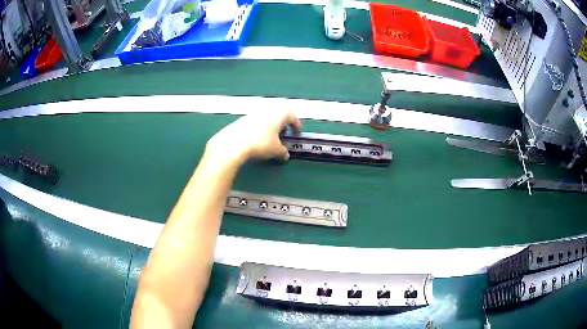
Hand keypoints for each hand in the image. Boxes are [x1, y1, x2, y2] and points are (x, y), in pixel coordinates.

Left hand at [205, 109, 300, 163]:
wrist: (234, 143)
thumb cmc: (260, 143)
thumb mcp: (276, 151)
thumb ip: (283, 152)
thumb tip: (285, 155)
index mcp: (279, 114)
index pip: (292, 116)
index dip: (296, 125)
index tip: (297, 133)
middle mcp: (267, 110)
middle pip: (278, 114)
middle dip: (282, 125)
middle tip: (283, 135)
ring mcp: (253, 113)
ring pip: (266, 117)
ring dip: (270, 126)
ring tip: (270, 138)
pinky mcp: (242, 119)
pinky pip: (256, 122)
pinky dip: (260, 128)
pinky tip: (257, 139)